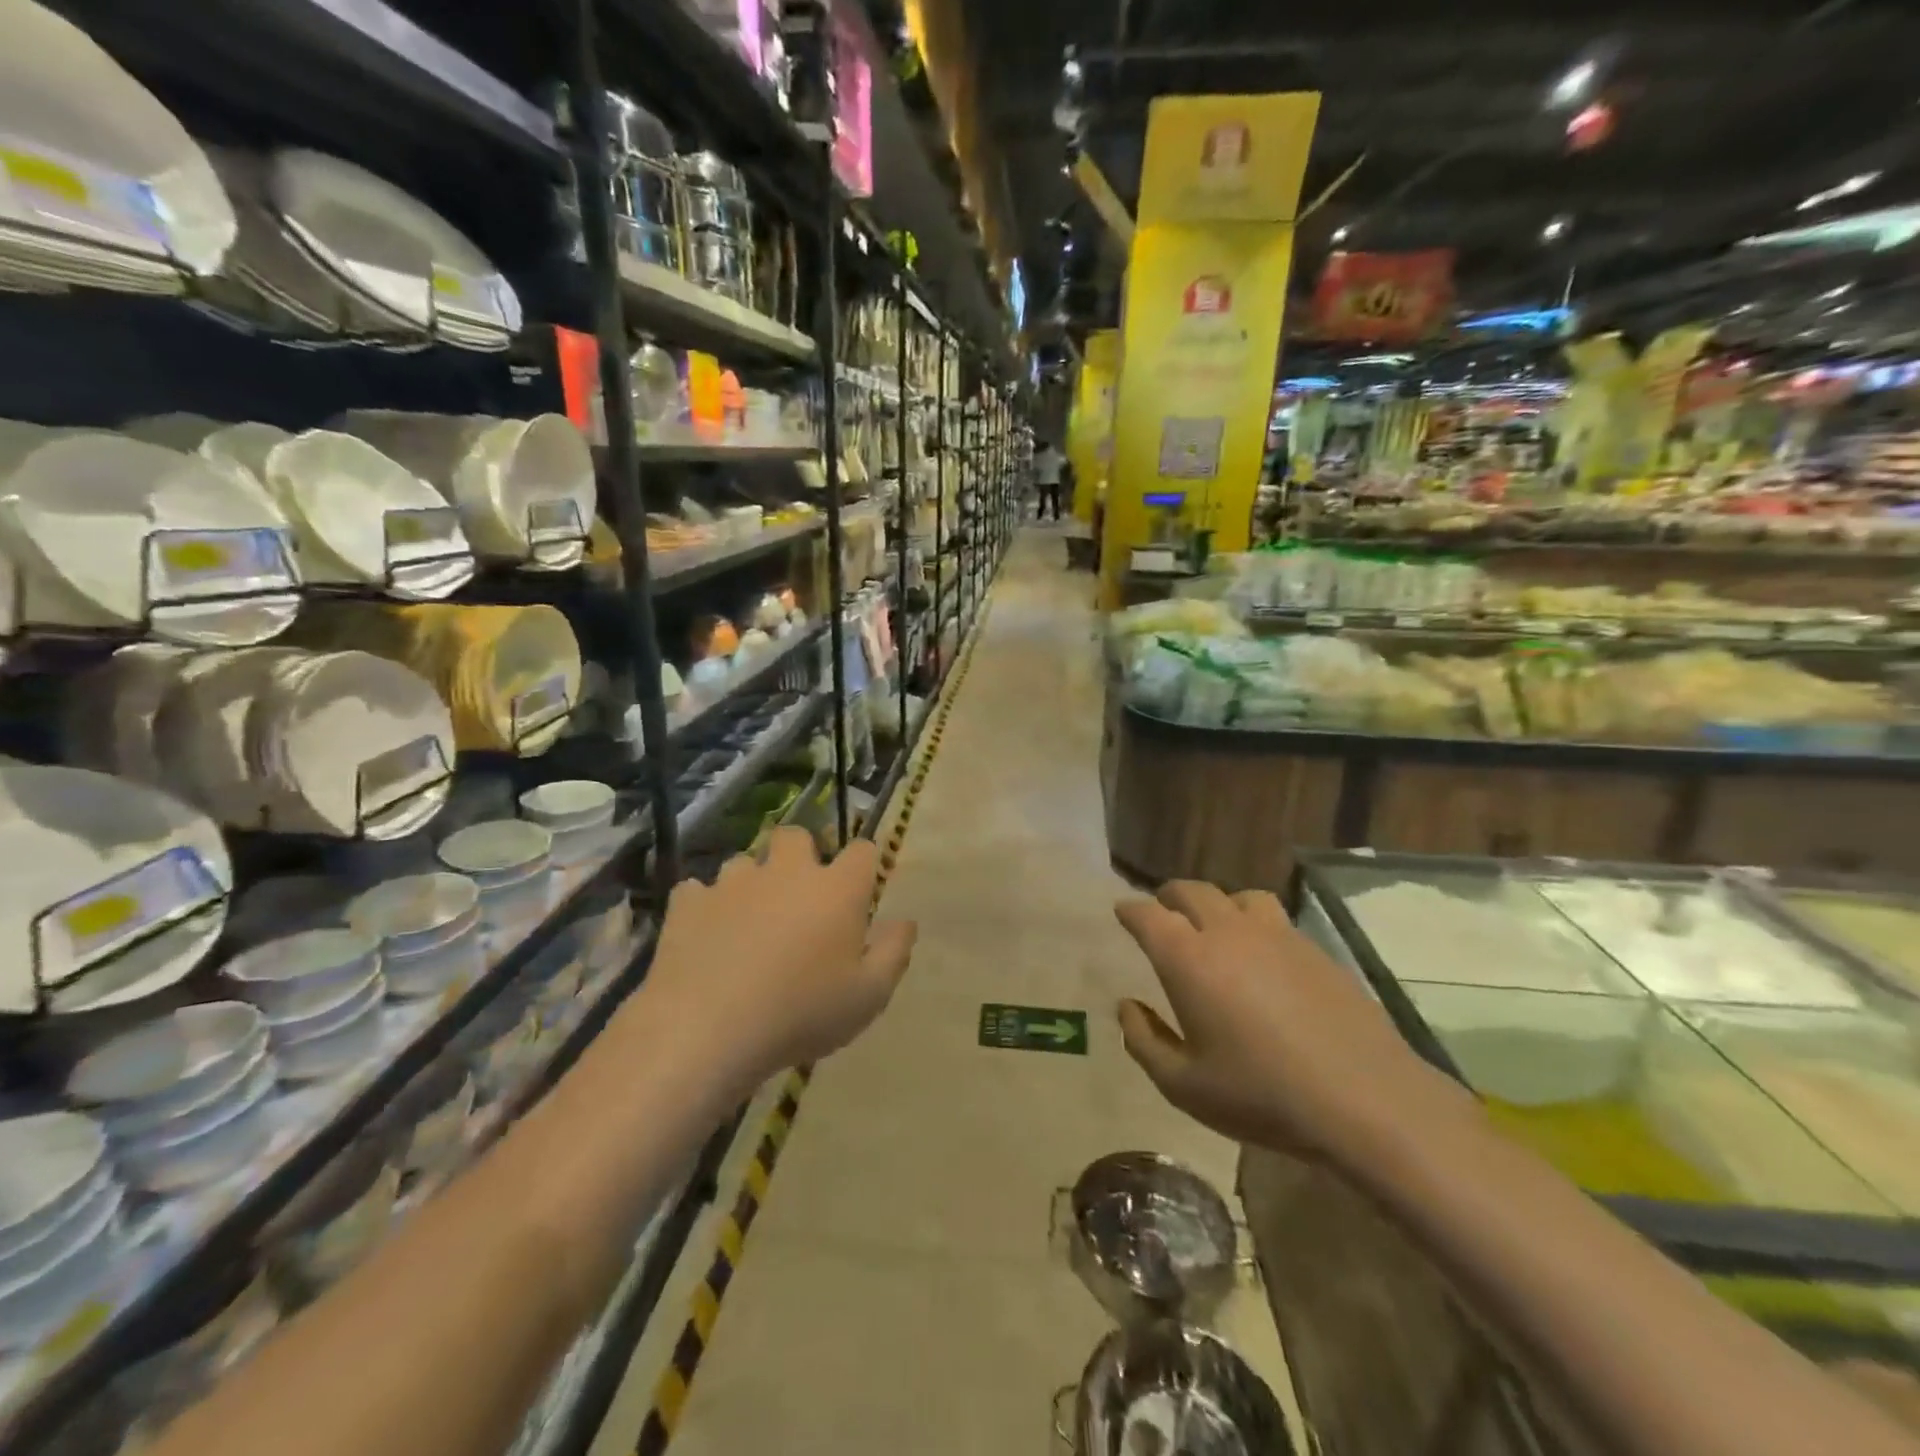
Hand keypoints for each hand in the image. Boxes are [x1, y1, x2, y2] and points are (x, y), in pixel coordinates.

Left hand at [644, 828, 916, 1090]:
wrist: (708, 1029)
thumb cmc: (802, 1013)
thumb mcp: (868, 997)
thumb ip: (893, 952)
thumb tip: (906, 921)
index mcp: (836, 889)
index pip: (862, 851)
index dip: (864, 863)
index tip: (860, 888)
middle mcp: (787, 872)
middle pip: (796, 836)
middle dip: (799, 854)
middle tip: (799, 895)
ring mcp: (734, 883)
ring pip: (744, 862)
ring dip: (750, 883)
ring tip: (747, 921)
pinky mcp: (689, 902)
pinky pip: (697, 891)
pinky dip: (705, 907)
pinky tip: (706, 936)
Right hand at [1114, 882, 1471, 1163]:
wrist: (1364, 1099)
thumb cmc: (1262, 1094)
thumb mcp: (1184, 1085)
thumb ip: (1144, 1041)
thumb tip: (1127, 1007)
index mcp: (1187, 958)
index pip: (1147, 914)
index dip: (1130, 910)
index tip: (1122, 913)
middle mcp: (1227, 931)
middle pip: (1191, 891)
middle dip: (1169, 897)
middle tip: (1163, 914)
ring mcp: (1276, 934)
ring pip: (1237, 896)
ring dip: (1217, 904)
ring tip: (1215, 927)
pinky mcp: (1314, 948)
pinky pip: (1274, 916)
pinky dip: (1254, 922)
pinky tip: (1262, 955)